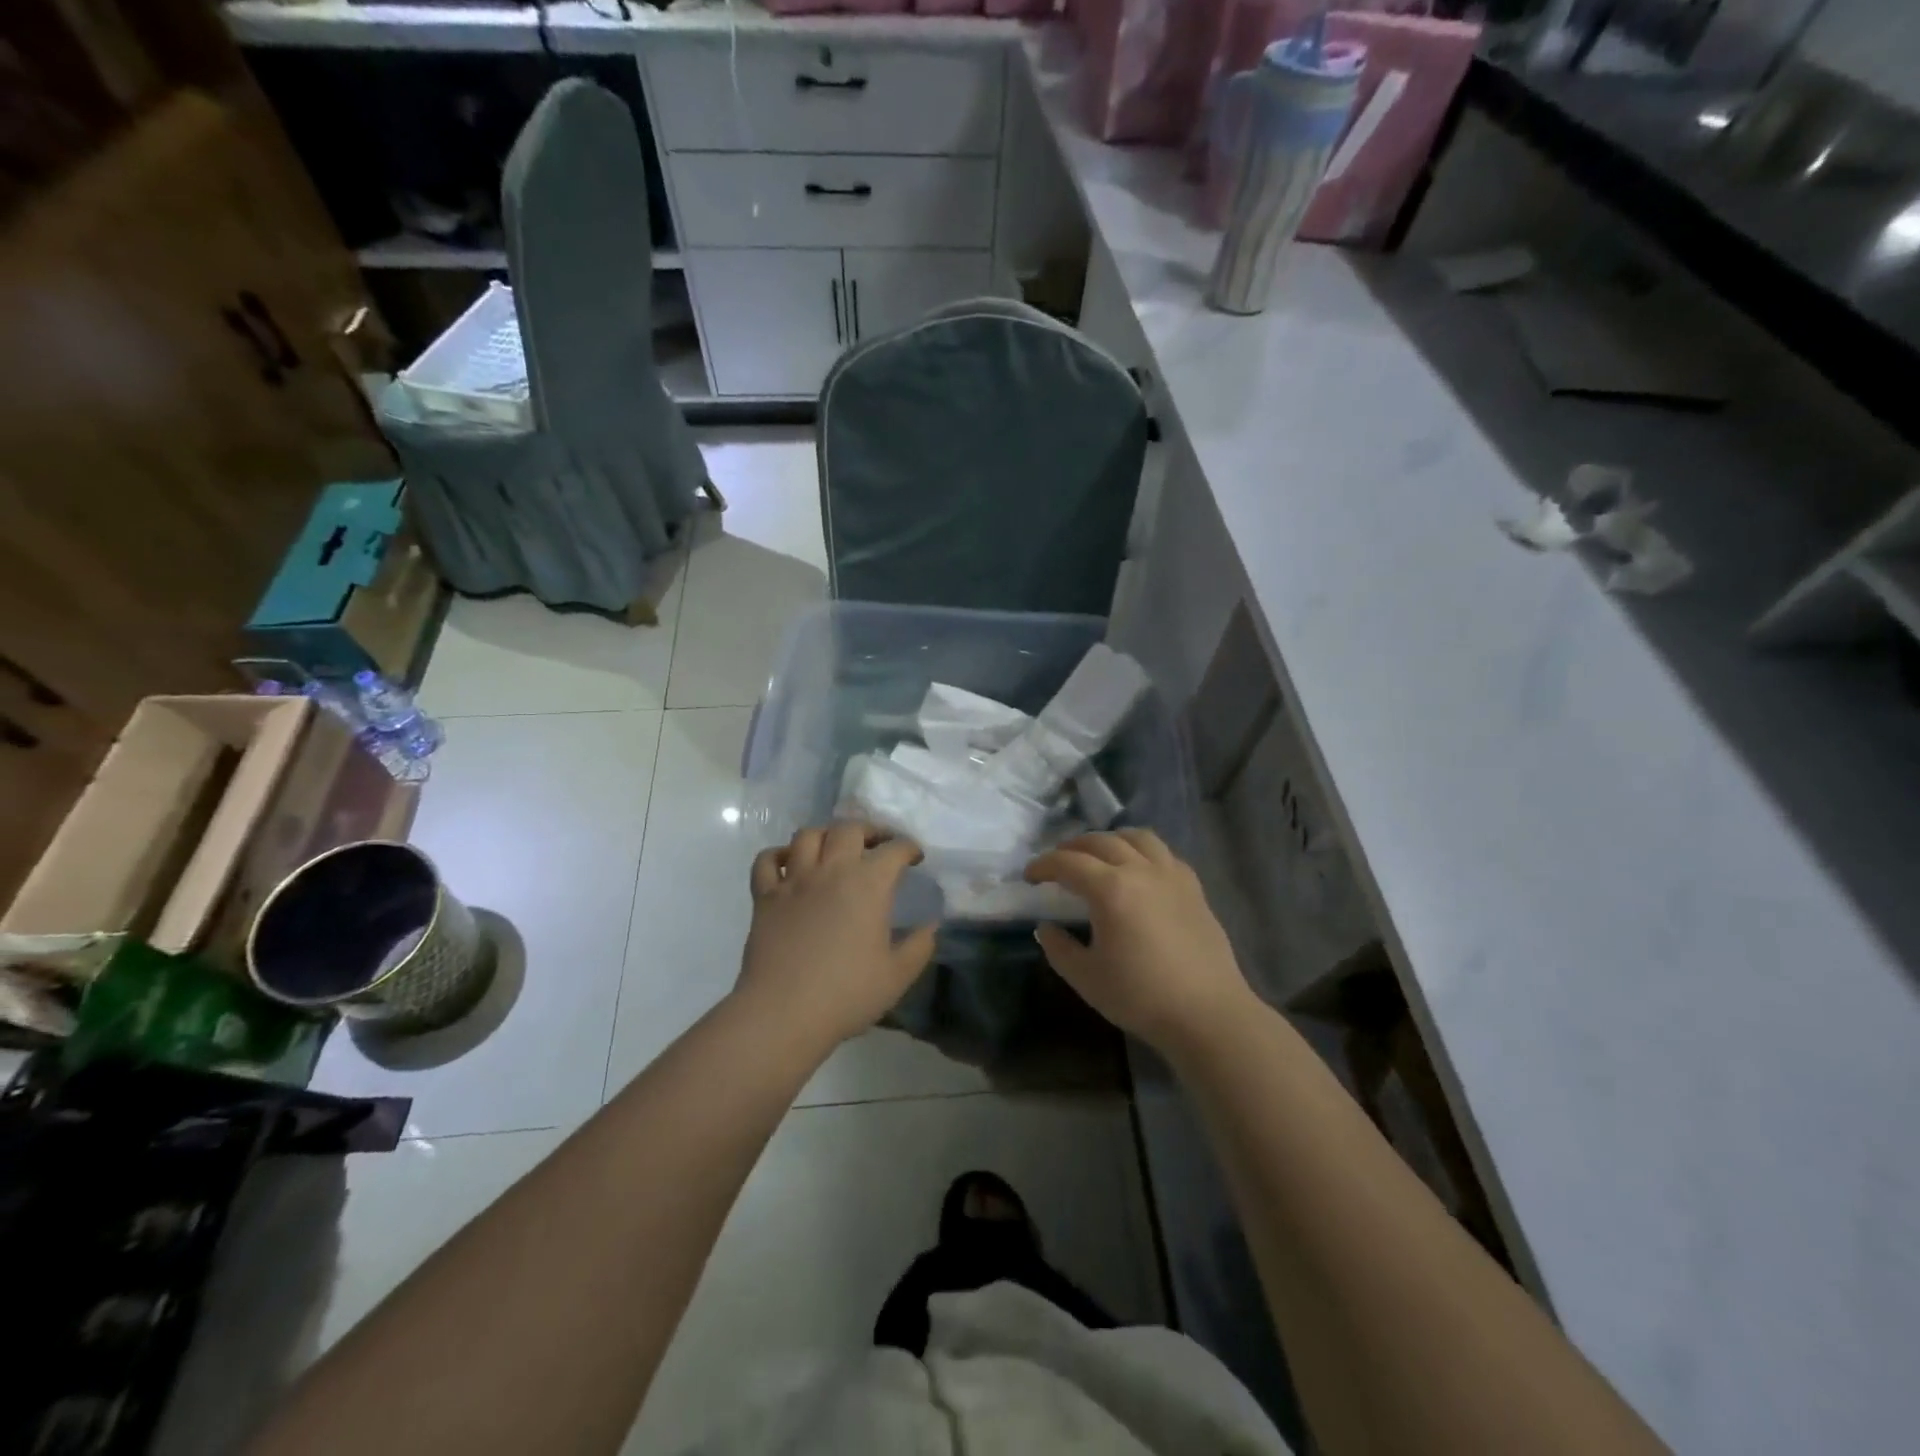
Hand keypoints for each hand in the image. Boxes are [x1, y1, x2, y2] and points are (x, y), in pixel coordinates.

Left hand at [737, 822, 936, 1051]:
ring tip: (834, 849)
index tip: (916, 857)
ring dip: (825, 835)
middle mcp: (831, 870)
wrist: (783, 1012)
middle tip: (877, 845)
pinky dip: (778, 855)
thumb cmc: (847, 994)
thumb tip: (931, 925)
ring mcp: (794, 880)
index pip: (894, 849)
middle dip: (869, 830)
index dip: (909, 848)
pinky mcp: (765, 896)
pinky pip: (766, 860)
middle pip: (849, 829)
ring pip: (807, 835)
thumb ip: (920, 946)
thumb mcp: (898, 975)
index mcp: (868, 884)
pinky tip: (788, 864)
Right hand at [1025, 829, 1253, 1055]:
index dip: (1043, 865)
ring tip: (1099, 855)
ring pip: (1137, 837)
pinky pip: (1163, 853)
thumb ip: (1059, 948)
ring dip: (1110, 839)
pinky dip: (1142, 851)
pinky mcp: (1193, 887)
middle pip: (1101, 841)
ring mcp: (1171, 875)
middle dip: (1073, 847)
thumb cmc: (1141, 996)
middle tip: (1058, 863)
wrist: (1207, 1013)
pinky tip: (1139, 870)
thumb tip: (1046, 927)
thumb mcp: (1086, 977)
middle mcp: (1140, 870)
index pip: (1068, 863)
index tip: (1030, 876)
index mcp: (1110, 889)